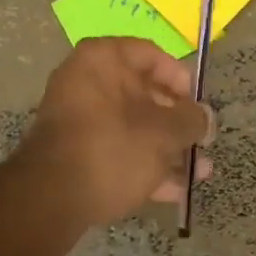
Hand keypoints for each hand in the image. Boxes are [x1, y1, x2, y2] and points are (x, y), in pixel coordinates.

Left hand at [21, 38, 216, 226]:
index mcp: (102, 60)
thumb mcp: (163, 133)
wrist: (51, 200)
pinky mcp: (75, 153)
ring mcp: (77, 119)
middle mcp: (85, 81)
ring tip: (199, 172)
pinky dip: (144, 165)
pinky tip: (174, 190)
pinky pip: (117, 150)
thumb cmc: (113, 149)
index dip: (181, 79)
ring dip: (167, 149)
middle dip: (178, 122)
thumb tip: (205, 116)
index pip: (151, 54)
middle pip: (144, 94)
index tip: (198, 105)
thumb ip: (191, 120)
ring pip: (133, 127)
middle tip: (202, 141)